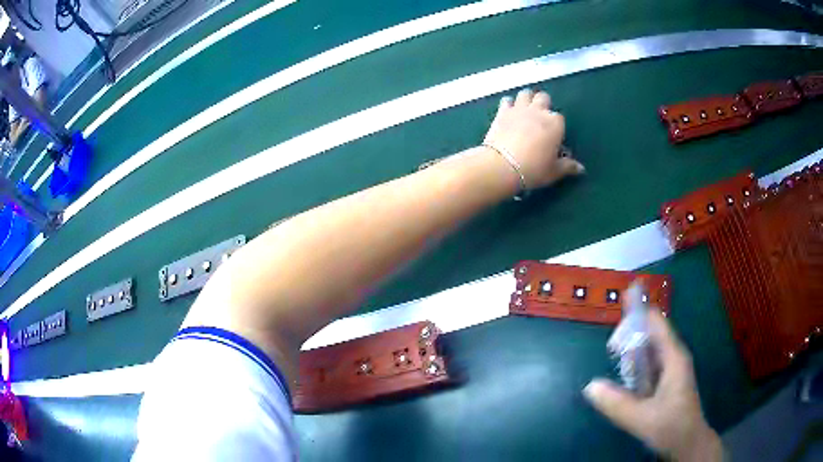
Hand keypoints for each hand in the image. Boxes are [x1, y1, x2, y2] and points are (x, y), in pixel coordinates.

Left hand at [483, 89, 583, 190]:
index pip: (559, 119)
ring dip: (526, 99)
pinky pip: (507, 101)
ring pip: (525, 94)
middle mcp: (539, 111)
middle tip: (539, 118)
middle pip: (543, 98)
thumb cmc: (534, 169)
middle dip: (543, 105)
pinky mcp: (502, 112)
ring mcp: (519, 109)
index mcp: (555, 123)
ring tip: (525, 110)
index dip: (556, 127)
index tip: (553, 138)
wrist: (503, 165)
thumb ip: (568, 166)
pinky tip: (508, 112)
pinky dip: (509, 104)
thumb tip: (581, 168)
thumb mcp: (554, 171)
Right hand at [583, 310, 722, 461]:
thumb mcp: (641, 418)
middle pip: (650, 333)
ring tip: (619, 369)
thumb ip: (616, 403)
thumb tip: (590, 385)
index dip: (636, 316)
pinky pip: (649, 364)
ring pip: (648, 350)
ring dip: (632, 355)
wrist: (688, 443)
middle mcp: (673, 356)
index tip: (616, 327)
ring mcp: (671, 368)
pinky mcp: (666, 380)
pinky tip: (627, 382)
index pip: (655, 322)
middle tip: (612, 352)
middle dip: (630, 338)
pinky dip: (636, 367)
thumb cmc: (671, 427)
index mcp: (673, 357)